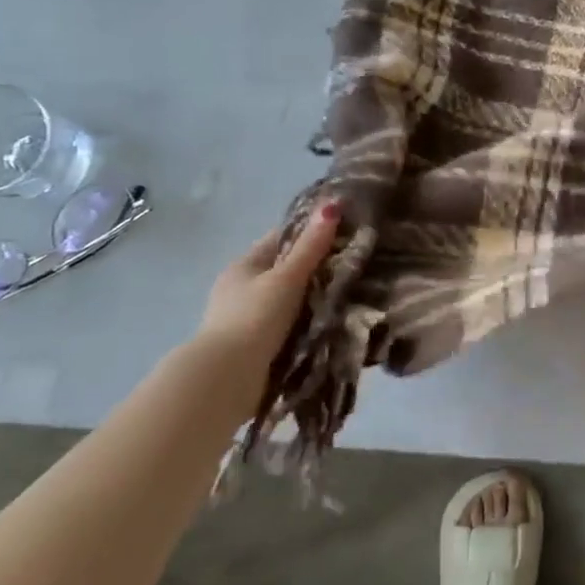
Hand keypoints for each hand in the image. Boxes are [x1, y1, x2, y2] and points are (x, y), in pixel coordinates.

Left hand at [195, 201, 341, 370]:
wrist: (226, 380)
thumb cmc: (254, 318)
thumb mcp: (286, 278)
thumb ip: (311, 246)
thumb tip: (332, 204)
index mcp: (244, 265)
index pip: (281, 238)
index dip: (311, 231)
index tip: (345, 229)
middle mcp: (242, 289)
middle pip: (286, 270)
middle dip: (317, 268)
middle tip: (357, 262)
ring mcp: (247, 319)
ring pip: (290, 300)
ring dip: (314, 299)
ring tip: (353, 293)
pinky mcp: (256, 346)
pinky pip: (290, 326)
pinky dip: (308, 323)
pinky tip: (333, 323)